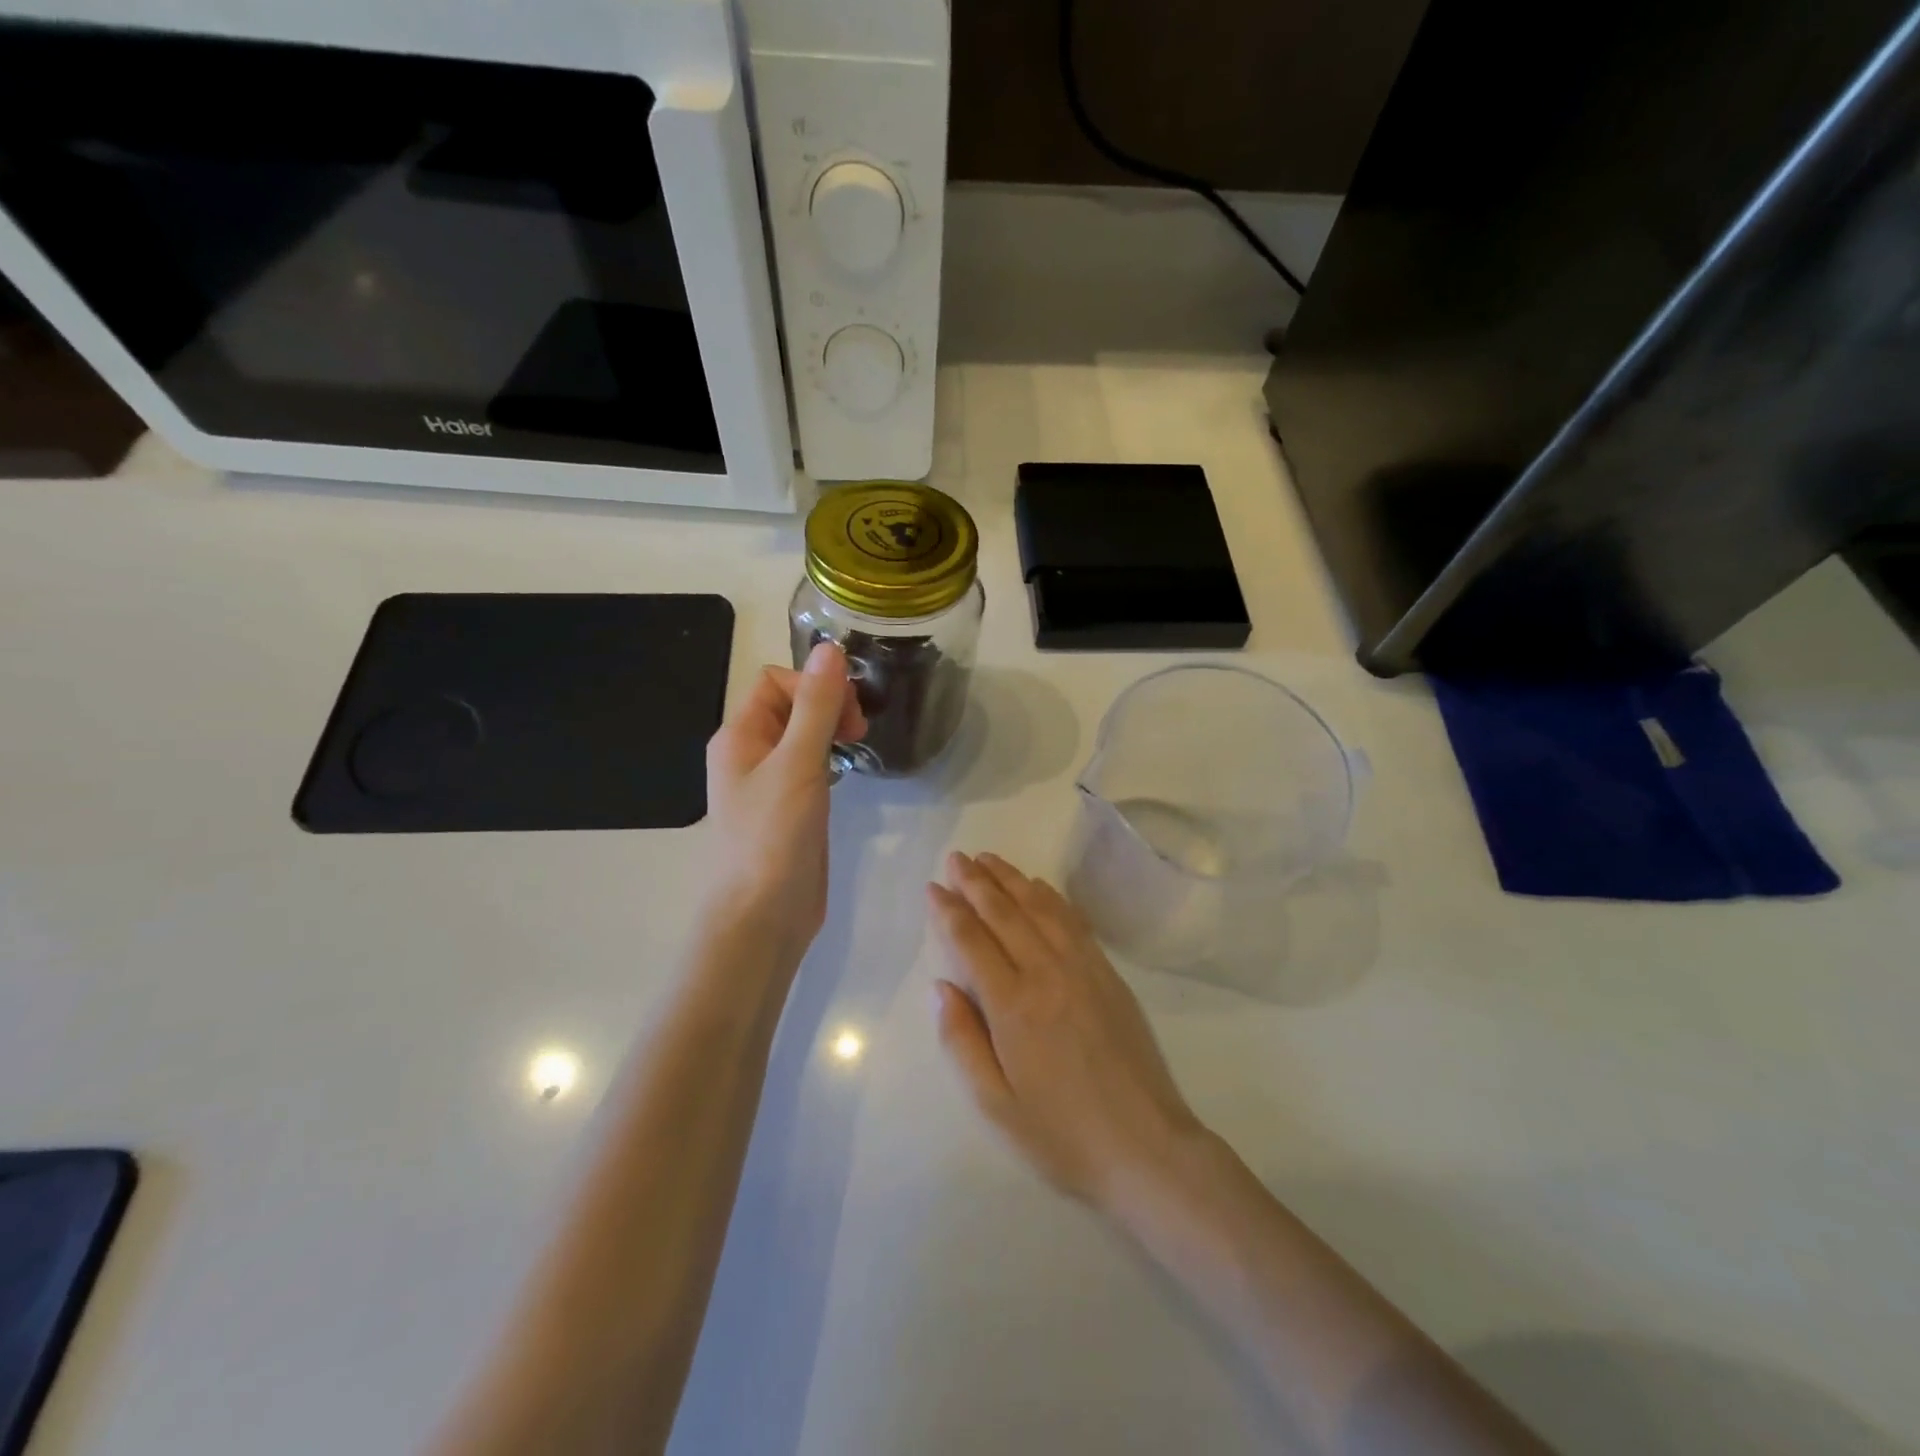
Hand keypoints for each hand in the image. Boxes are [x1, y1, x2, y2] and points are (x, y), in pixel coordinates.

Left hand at [703, 644, 865, 957]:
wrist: (763, 917)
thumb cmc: (772, 837)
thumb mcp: (797, 765)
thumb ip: (816, 707)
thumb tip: (830, 649)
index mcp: (739, 736)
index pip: (776, 682)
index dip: (814, 685)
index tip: (848, 714)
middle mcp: (749, 753)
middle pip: (790, 704)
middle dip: (826, 705)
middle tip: (858, 732)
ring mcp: (769, 783)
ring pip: (802, 735)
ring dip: (830, 730)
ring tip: (856, 747)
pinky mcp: (790, 808)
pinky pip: (810, 764)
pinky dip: (830, 758)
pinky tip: (847, 773)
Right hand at [927, 852, 1203, 1211]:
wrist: (1146, 1148)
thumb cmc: (1062, 1135)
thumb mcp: (996, 1105)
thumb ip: (962, 1041)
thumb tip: (940, 987)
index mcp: (1013, 1006)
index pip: (972, 941)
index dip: (949, 911)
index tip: (933, 887)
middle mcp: (1046, 974)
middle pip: (1004, 914)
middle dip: (976, 882)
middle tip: (956, 858)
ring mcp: (1082, 968)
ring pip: (1039, 908)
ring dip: (1011, 879)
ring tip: (988, 859)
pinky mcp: (1108, 973)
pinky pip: (1073, 921)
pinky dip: (1050, 897)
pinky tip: (1037, 886)